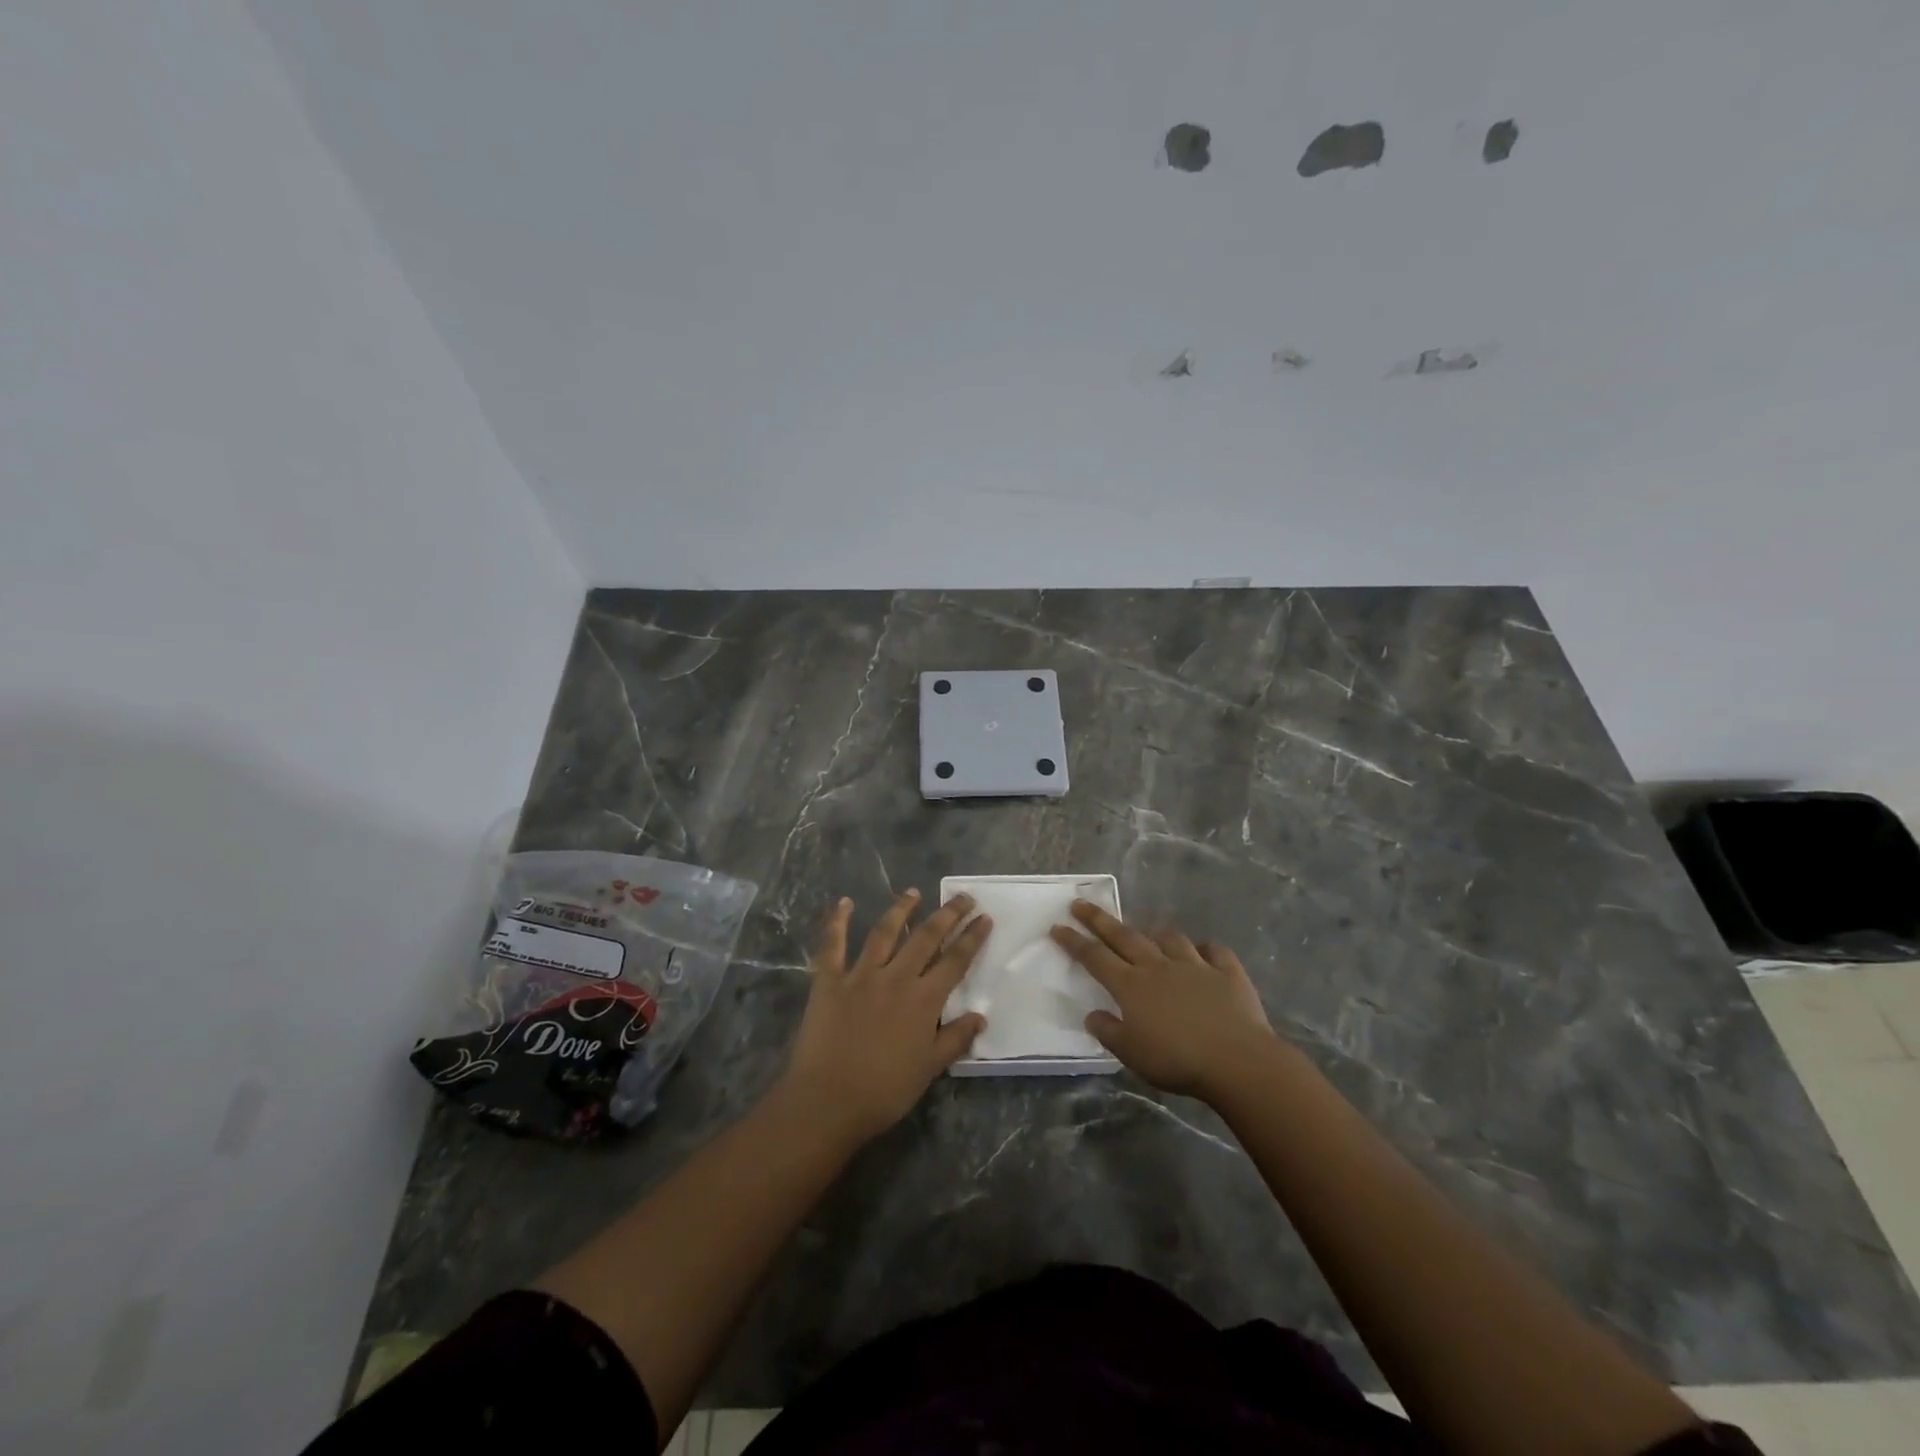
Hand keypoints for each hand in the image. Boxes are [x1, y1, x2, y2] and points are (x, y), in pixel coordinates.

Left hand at [783, 889, 990, 1139]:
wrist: (828, 1101)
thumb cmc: (884, 1091)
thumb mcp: (929, 1069)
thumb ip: (955, 1039)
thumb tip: (980, 1017)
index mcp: (924, 1000)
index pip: (955, 961)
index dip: (972, 937)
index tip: (985, 917)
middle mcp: (896, 977)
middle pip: (926, 937)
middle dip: (948, 914)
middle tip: (963, 897)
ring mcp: (860, 975)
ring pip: (884, 932)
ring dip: (901, 909)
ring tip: (914, 892)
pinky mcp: (829, 980)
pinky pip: (833, 944)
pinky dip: (837, 921)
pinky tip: (844, 902)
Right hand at [1051, 900, 1274, 1101]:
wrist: (1237, 1060)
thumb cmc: (1177, 1060)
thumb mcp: (1132, 1054)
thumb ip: (1109, 1032)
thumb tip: (1093, 1015)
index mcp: (1132, 986)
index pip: (1095, 957)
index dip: (1074, 941)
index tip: (1057, 927)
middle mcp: (1158, 966)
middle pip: (1124, 936)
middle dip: (1099, 919)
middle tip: (1080, 903)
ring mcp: (1194, 965)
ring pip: (1169, 938)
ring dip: (1155, 933)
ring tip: (1148, 932)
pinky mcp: (1227, 972)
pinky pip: (1214, 951)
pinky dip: (1205, 949)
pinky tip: (1203, 953)